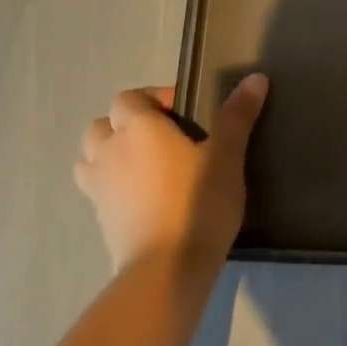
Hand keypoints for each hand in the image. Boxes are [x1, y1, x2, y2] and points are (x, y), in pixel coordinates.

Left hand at [72, 75, 268, 274]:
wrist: (166, 267)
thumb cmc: (198, 201)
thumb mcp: (227, 155)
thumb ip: (237, 116)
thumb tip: (255, 78)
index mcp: (138, 128)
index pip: (128, 98)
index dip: (153, 99)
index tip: (185, 113)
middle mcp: (109, 151)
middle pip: (102, 126)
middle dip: (126, 126)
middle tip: (164, 139)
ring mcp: (98, 188)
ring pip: (91, 158)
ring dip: (111, 155)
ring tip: (147, 167)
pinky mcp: (100, 219)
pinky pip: (98, 190)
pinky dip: (114, 187)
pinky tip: (145, 199)